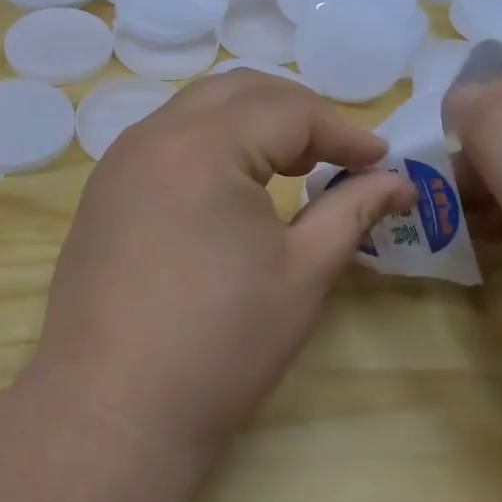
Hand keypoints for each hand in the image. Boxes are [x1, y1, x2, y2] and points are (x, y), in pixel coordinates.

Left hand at [31, 72, 415, 475]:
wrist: (112, 409)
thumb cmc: (219, 345)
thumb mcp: (302, 273)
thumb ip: (352, 210)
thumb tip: (397, 180)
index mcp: (202, 144)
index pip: (288, 110)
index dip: (343, 132)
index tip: (381, 162)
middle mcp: (153, 134)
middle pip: (238, 91)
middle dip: (297, 113)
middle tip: (337, 156)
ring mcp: (119, 160)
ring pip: (198, 109)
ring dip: (252, 123)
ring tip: (292, 166)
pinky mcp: (104, 190)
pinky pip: (167, 139)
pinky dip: (211, 143)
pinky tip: (233, 186)